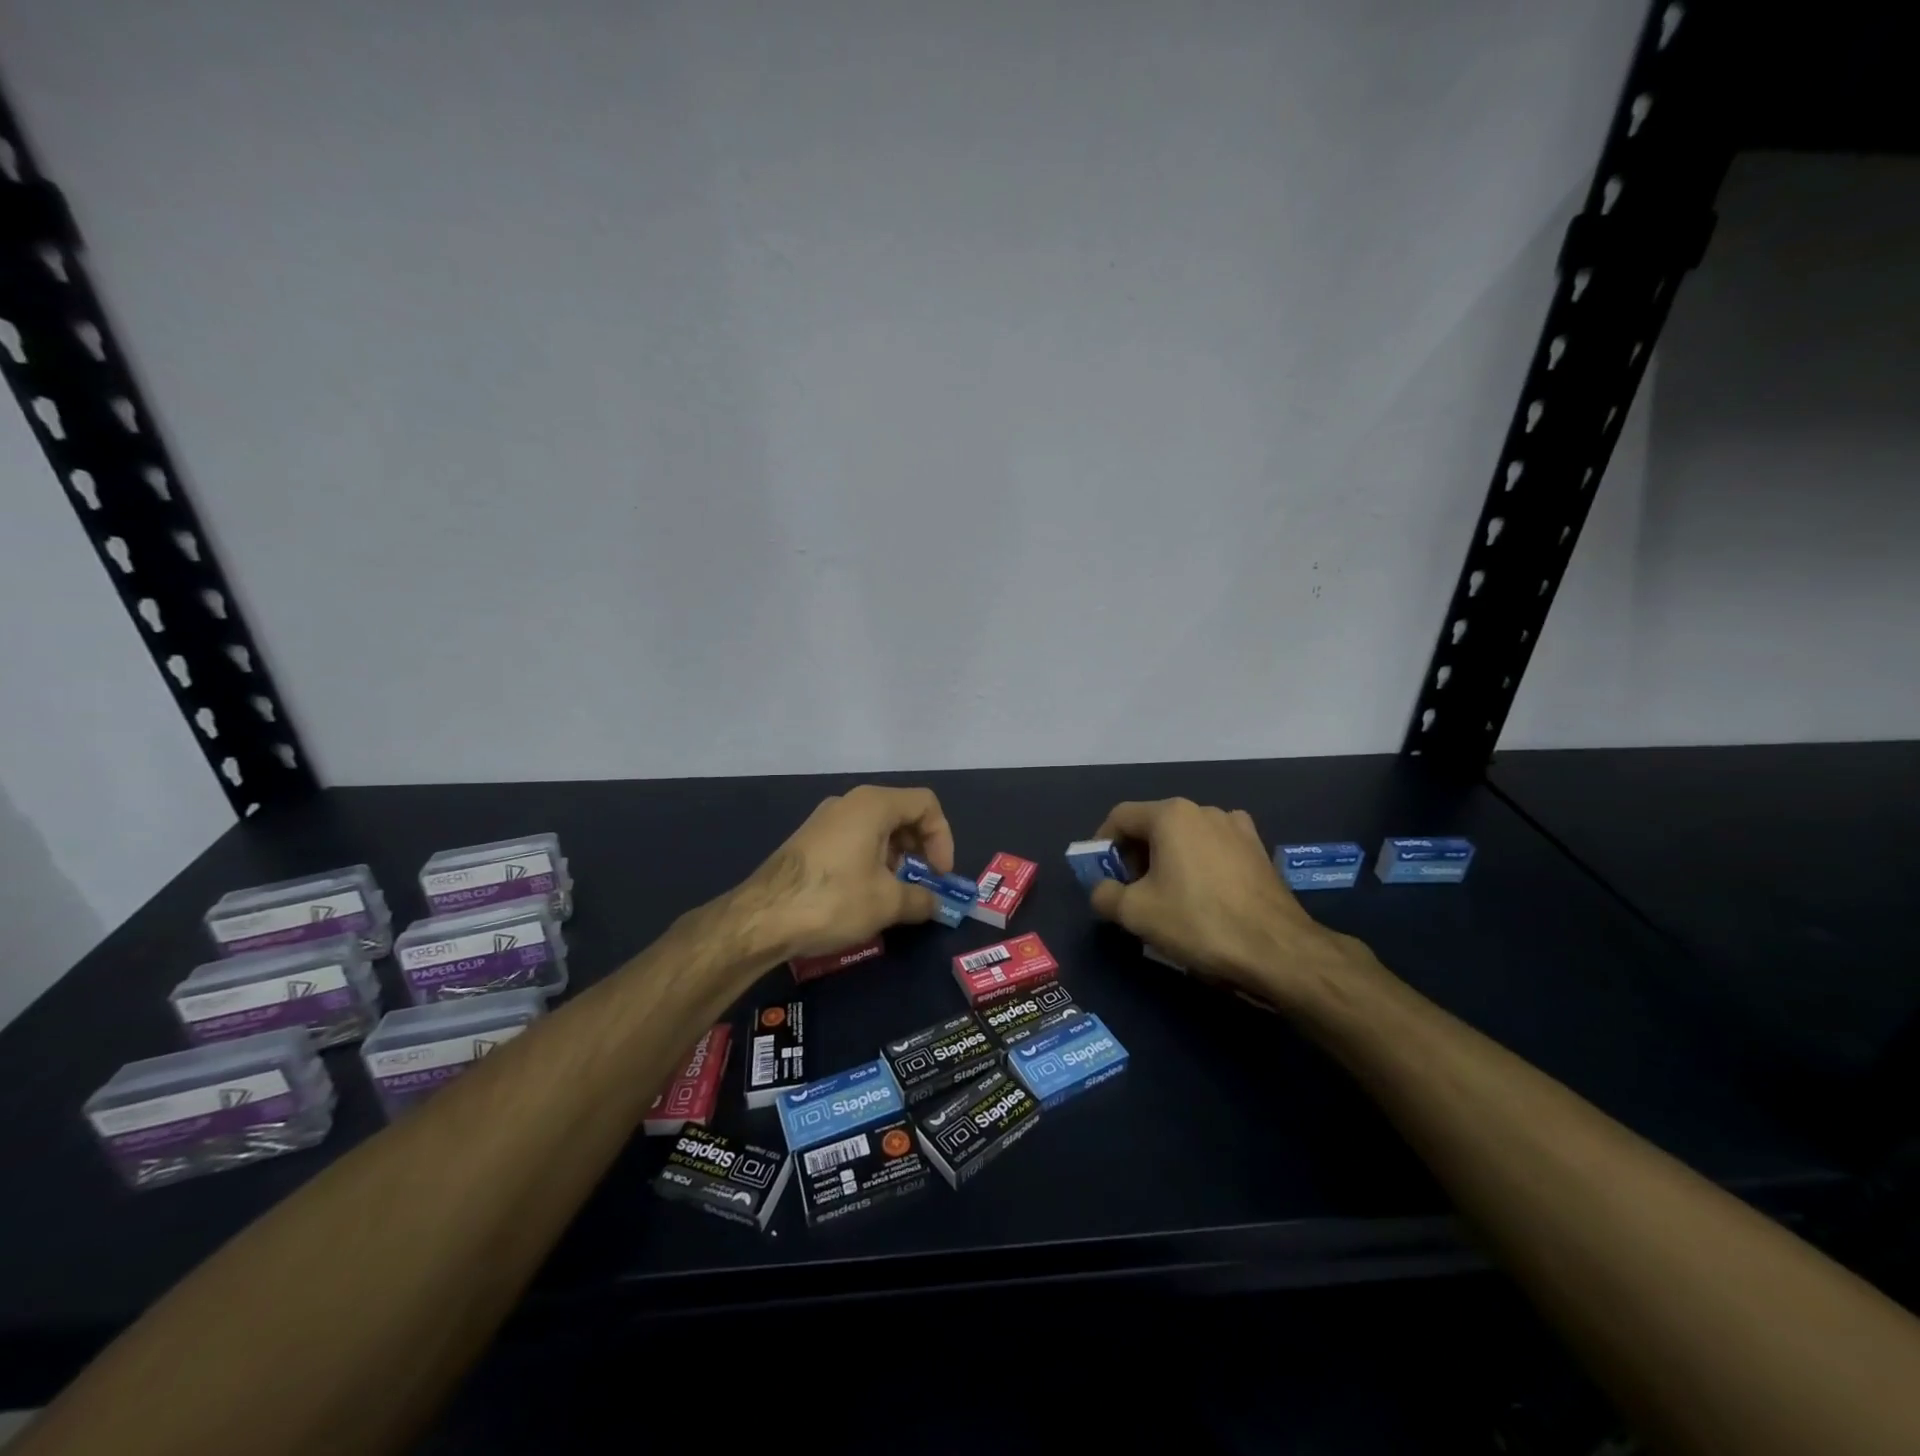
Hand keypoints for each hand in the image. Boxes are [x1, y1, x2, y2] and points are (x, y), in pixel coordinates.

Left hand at [746, 785, 957, 958]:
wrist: (762, 917)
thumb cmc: (834, 899)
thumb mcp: (887, 903)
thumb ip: (922, 899)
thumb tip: (937, 904)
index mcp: (873, 804)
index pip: (926, 804)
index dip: (942, 838)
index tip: (940, 875)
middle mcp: (849, 802)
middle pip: (901, 814)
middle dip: (920, 849)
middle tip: (923, 884)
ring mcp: (825, 820)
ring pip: (876, 829)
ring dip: (896, 858)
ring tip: (895, 895)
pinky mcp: (809, 841)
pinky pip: (853, 840)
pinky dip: (871, 861)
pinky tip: (865, 895)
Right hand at [1087, 798, 1373, 1008]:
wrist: (1277, 949)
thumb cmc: (1198, 921)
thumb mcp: (1135, 913)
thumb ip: (1104, 894)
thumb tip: (1102, 889)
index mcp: (1171, 814)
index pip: (1120, 817)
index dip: (1102, 844)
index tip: (1100, 873)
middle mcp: (1204, 809)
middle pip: (1153, 824)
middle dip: (1134, 854)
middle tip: (1130, 890)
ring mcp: (1236, 827)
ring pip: (1185, 836)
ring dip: (1167, 860)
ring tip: (1166, 896)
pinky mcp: (1258, 849)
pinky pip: (1214, 849)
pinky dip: (1198, 865)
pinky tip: (1203, 897)